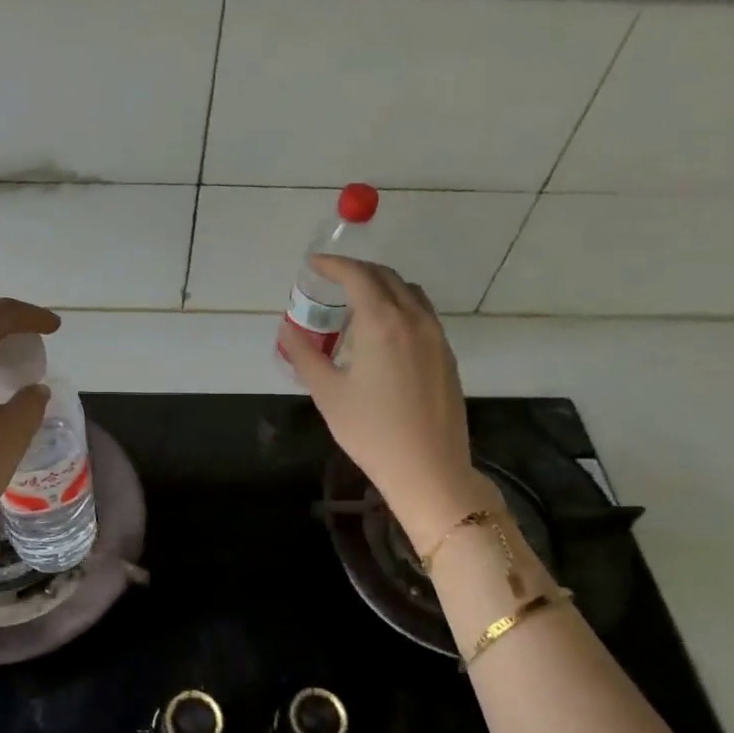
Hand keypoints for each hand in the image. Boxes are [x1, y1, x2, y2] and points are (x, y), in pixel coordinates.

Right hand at [279, 257, 497, 551]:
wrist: (428, 468)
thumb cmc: (371, 431)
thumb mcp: (327, 393)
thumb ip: (304, 355)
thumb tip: (287, 329)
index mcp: (382, 323)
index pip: (357, 276)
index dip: (333, 265)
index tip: (313, 264)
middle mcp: (414, 320)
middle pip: (386, 277)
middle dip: (357, 271)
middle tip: (331, 279)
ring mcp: (436, 337)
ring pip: (409, 293)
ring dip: (382, 286)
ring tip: (357, 302)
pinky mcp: (447, 356)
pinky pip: (422, 314)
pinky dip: (399, 306)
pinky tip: (383, 332)